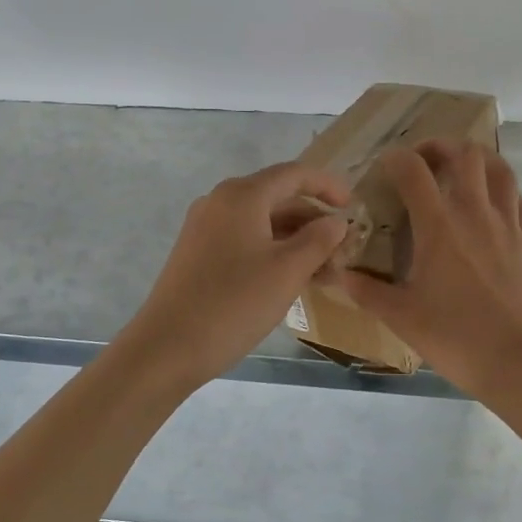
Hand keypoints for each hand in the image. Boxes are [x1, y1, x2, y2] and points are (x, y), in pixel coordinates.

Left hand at [122, 161, 351, 387]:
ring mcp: (205, 227)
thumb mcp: (288, 271)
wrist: (167, 347)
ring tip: (324, 271)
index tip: (354, 207)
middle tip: (343, 249)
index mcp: (242, 195)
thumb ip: (319, 240)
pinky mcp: (197, 252)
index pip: (294, 174)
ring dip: (296, 240)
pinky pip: (245, 239)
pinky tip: (291, 279)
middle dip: (314, 220)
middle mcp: (220, 201)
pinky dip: (273, 251)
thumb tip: (336, 222)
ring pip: (262, 222)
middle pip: (278, 197)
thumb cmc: (234, 303)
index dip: (328, 186)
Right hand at [342, 141, 521, 398]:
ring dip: (477, 158)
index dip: (395, 158)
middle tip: (423, 161)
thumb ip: (367, 291)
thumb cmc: (457, 339)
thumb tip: (338, 274)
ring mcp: (507, 225)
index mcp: (439, 226)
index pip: (414, 170)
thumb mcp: (402, 317)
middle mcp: (475, 213)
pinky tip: (490, 204)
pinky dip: (502, 189)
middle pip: (465, 153)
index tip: (383, 166)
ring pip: (499, 168)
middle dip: (441, 146)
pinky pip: (518, 199)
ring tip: (460, 169)